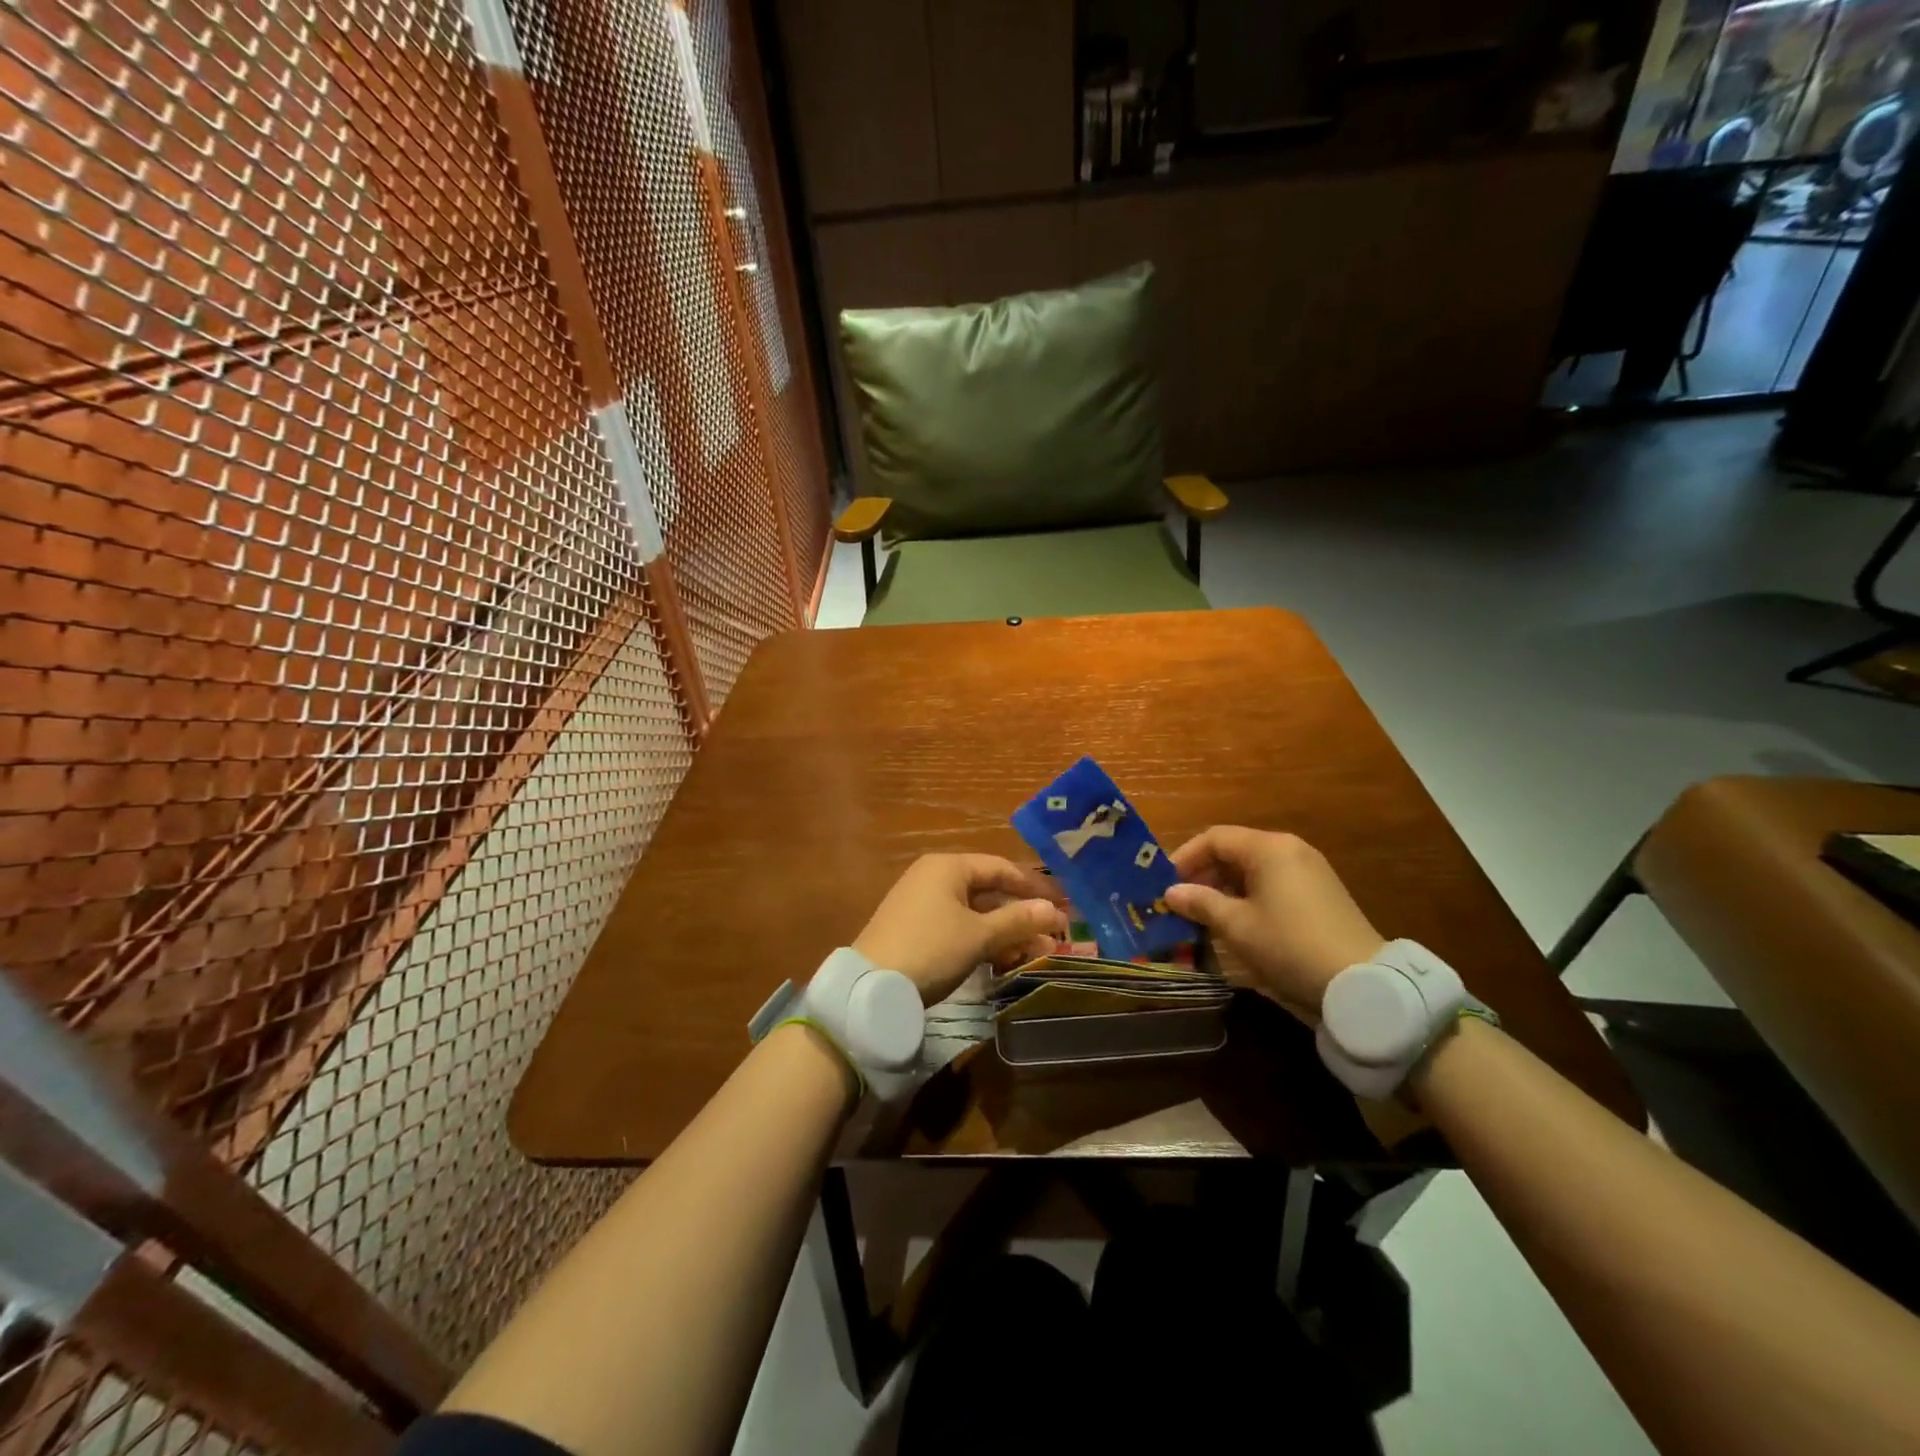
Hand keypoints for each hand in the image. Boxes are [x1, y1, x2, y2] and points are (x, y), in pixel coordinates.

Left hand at [853, 855, 1067, 1005]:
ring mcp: (922, 904)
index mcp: (948, 866)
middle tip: (1055, 934)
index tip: (1065, 904)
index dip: (1035, 885)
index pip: (1001, 868)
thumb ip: (1018, 920)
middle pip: (989, 891)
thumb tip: (1055, 911)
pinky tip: (1005, 960)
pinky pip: (959, 927)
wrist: (871, 988)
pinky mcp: (915, 930)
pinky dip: (983, 940)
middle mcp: (934, 877)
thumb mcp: (979, 935)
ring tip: (1039, 952)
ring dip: (1007, 931)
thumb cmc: (931, 948)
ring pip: (976, 913)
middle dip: (1023, 914)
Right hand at [1163, 827, 1383, 1018]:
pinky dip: (1249, 894)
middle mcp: (1290, 849)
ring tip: (1205, 914)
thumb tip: (1171, 892)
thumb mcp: (1237, 926)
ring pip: (1254, 867)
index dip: (1184, 857)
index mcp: (1269, 848)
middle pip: (1235, 850)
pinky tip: (1239, 921)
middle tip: (1182, 901)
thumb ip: (1201, 903)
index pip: (1215, 838)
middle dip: (1204, 873)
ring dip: (1225, 886)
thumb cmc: (1289, 945)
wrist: (1361, 983)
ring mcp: (1310, 870)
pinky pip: (1274, 881)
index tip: (1165, 884)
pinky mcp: (1321, 893)